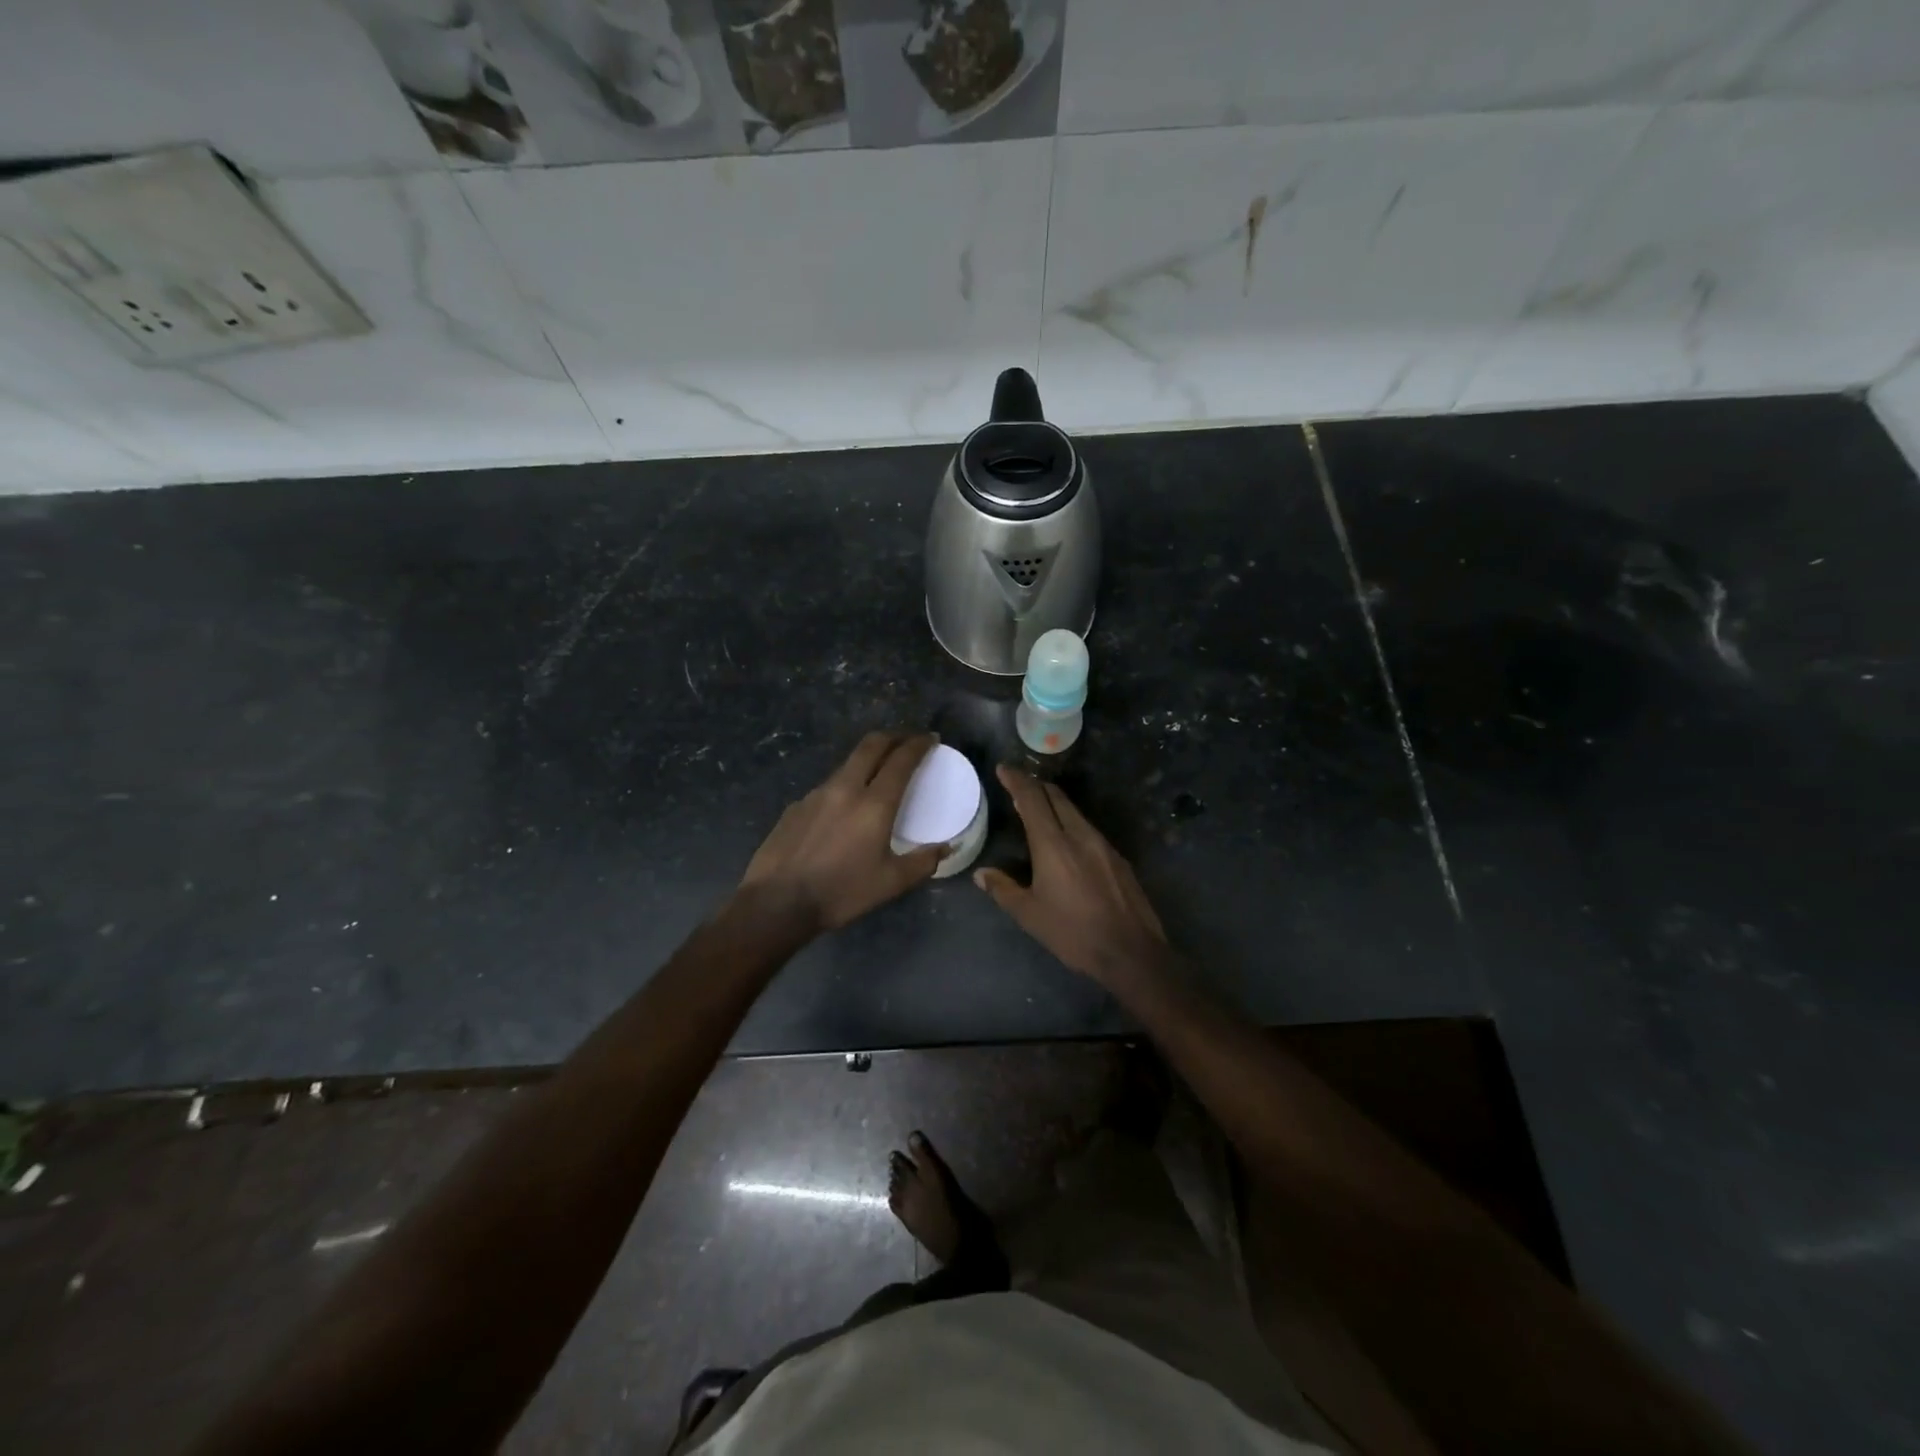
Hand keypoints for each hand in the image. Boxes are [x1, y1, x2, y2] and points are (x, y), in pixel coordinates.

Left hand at [738, 732, 946, 932]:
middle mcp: (845, 788)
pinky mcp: (796, 806)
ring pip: (847, 764)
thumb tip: (946, 848)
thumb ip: (923, 862)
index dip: (918, 744)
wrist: (777, 903)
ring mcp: (816, 794)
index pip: (901, 760)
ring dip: (867, 760)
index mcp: (874, 804)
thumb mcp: (891, 883)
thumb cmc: (841, 893)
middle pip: (871, 746)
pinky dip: (844, 786)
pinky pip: (827, 787)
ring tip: (878, 774)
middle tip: (908, 740)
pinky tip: (843, 809)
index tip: (930, 739)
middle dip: (893, 736)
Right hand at [975, 766, 1170, 988]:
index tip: (1004, 769)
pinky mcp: (1118, 858)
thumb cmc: (1073, 933)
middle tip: (1019, 785)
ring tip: (1039, 810)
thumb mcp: (1030, 915)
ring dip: (1055, 804)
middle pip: (1056, 797)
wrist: (1131, 951)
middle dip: (1036, 786)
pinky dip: (1071, 823)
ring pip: (1075, 812)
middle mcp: (1080, 835)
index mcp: (1053, 845)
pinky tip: (1067, 840)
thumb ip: (1003, 890)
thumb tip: (982, 874)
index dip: (1017, 780)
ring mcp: (1103, 845)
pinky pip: (1089, 829)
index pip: (1032, 799)